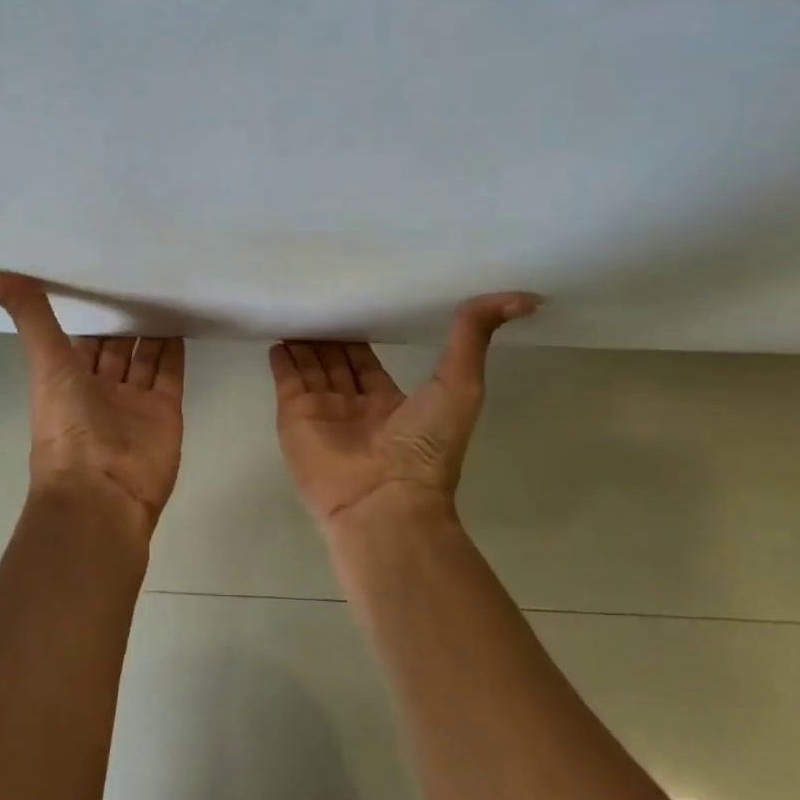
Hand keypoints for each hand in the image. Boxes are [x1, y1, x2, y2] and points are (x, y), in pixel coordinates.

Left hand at [0, 272, 184, 529]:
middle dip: (123, 318)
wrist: (103, 493)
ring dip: (151, 331)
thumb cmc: (68, 426)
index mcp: (66, 381)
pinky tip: (181, 321)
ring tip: (164, 291)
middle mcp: (100, 390)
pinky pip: (171, 375)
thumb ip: (27, 317)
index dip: (87, 312)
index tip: (98, 276)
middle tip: (140, 276)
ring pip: (144, 359)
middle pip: (114, 348)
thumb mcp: (44, 363)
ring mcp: (134, 403)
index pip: (79, 339)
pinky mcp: (165, 412)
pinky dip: (175, 351)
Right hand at [270, 293, 540, 524]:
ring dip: (304, 340)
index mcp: (390, 403)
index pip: (367, 361)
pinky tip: (277, 333)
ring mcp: (322, 413)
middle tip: (319, 294)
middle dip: (328, 333)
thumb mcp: (460, 385)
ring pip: (310, 366)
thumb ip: (473, 338)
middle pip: (336, 361)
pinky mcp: (294, 417)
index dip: (361, 334)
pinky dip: (281, 359)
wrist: (383, 504)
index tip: (355, 300)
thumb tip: (522, 298)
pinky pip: (286, 380)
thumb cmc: (424, 448)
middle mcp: (353, 406)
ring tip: (296, 304)